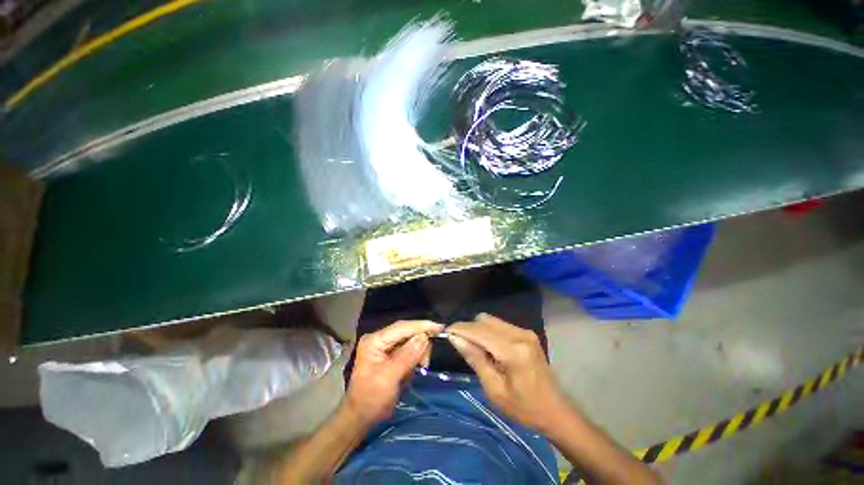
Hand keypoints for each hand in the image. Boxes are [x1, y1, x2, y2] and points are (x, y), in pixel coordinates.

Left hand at [346, 320, 442, 424]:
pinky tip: (414, 369)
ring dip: (419, 353)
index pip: (402, 327)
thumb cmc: (371, 399)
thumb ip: (407, 355)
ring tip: (420, 368)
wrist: (360, 419)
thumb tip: (424, 337)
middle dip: (420, 343)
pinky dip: (415, 358)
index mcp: (375, 340)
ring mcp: (385, 346)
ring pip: (410, 340)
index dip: (421, 326)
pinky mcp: (390, 355)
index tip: (440, 327)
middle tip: (425, 362)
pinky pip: (409, 350)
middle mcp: (380, 339)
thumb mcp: (389, 377)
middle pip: (407, 332)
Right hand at [447, 313, 566, 431]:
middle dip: (469, 329)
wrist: (555, 410)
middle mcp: (519, 335)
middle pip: (484, 320)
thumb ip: (475, 359)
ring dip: (478, 329)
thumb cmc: (523, 407)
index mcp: (513, 351)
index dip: (460, 329)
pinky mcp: (526, 333)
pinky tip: (488, 347)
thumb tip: (455, 337)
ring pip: (491, 320)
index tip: (446, 332)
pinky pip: (499, 324)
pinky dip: (488, 331)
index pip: (479, 331)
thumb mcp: (494, 389)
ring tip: (474, 347)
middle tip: (460, 344)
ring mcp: (524, 332)